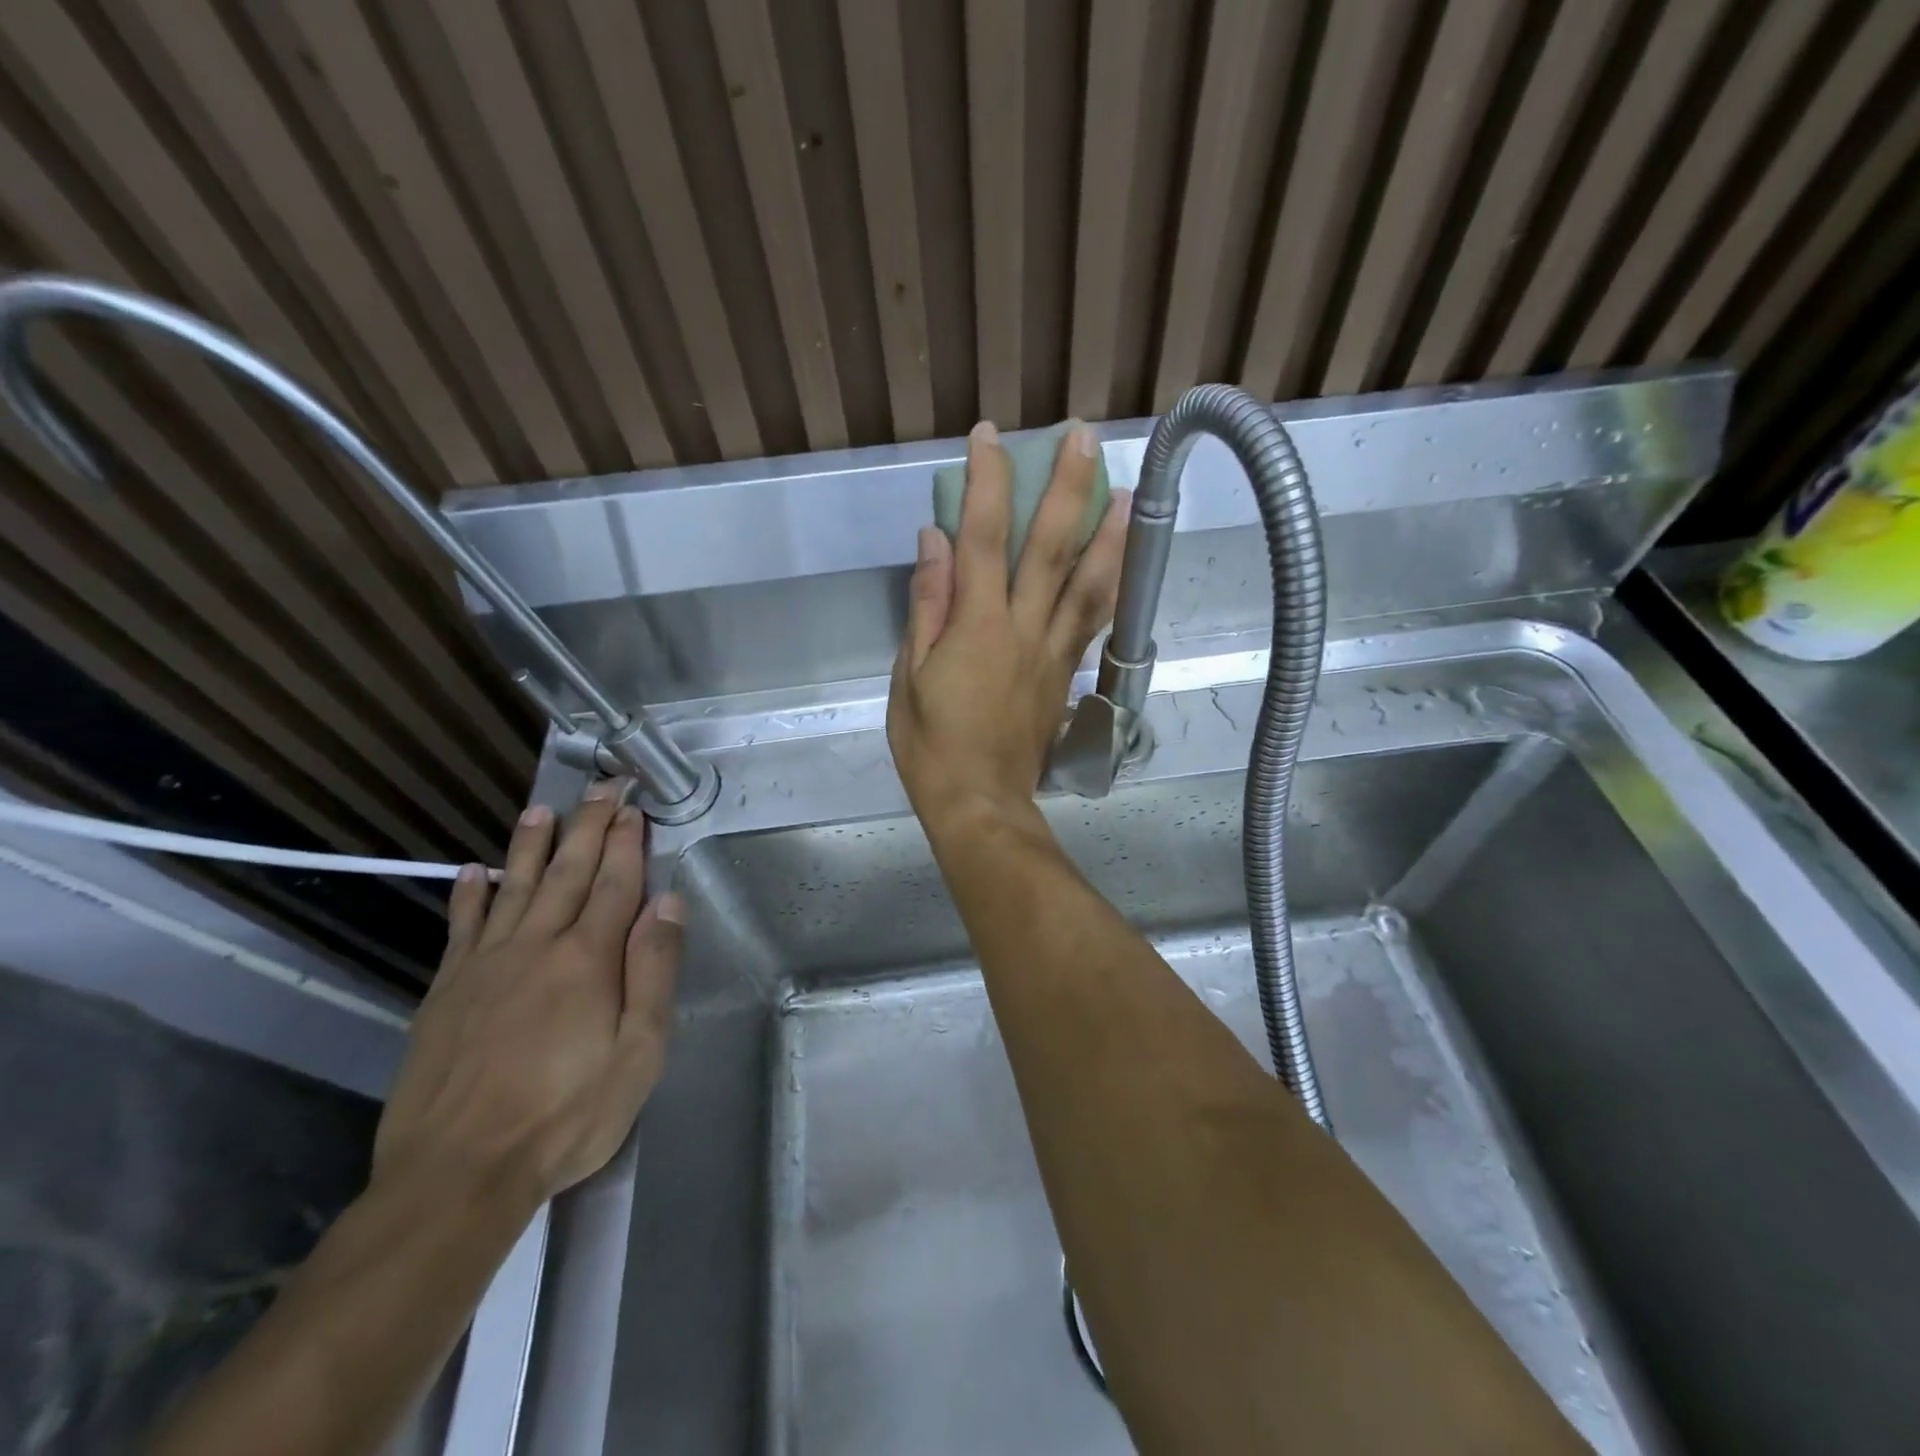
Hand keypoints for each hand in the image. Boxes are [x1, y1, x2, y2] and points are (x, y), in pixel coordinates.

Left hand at [374, 782, 682, 1206]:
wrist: (457, 1174)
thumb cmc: (566, 1115)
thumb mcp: (638, 1052)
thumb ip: (653, 971)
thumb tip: (667, 902)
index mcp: (588, 959)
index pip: (615, 884)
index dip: (628, 843)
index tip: (634, 808)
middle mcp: (537, 946)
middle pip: (568, 873)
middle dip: (588, 826)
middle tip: (600, 788)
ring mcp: (485, 966)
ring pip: (514, 888)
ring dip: (531, 846)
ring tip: (542, 810)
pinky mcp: (446, 992)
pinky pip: (460, 929)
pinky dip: (469, 896)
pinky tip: (474, 873)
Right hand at [888, 420, 1128, 834]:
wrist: (980, 802)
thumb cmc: (931, 744)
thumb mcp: (910, 675)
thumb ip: (927, 604)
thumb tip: (934, 539)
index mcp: (978, 626)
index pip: (983, 538)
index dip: (987, 482)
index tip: (990, 437)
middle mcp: (1025, 629)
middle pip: (1051, 548)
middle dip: (1068, 487)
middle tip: (1085, 437)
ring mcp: (1053, 653)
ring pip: (1089, 584)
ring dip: (1110, 534)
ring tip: (1127, 492)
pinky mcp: (1067, 675)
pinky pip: (1093, 624)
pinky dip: (1109, 589)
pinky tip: (1121, 567)